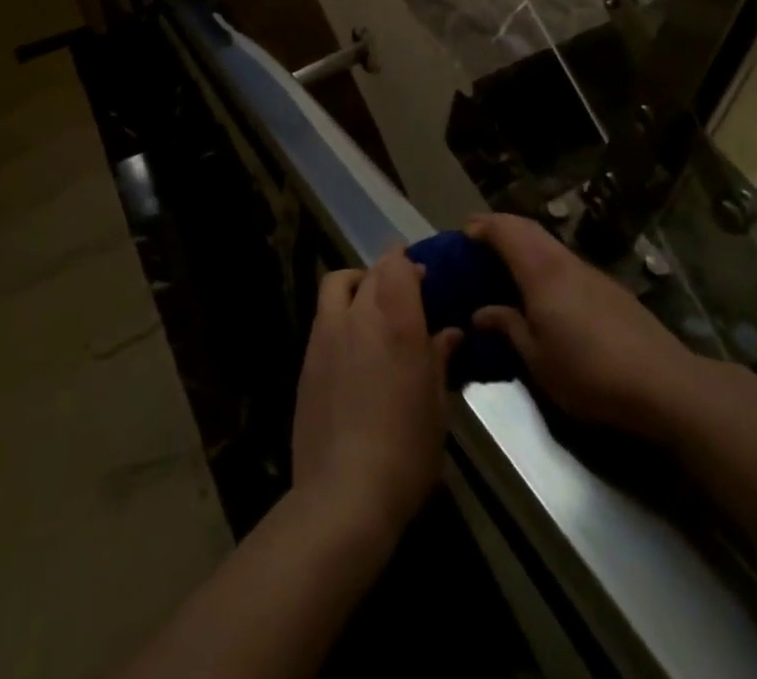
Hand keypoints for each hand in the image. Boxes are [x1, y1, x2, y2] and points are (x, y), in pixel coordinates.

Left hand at [291, 248, 462, 543]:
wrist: (343, 493)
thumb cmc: (406, 450)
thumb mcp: (436, 406)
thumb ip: (439, 359)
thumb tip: (449, 332)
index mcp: (396, 320)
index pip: (397, 265)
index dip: (408, 263)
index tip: (422, 275)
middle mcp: (358, 315)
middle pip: (370, 272)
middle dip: (387, 272)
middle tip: (404, 291)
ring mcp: (326, 333)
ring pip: (337, 284)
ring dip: (356, 284)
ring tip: (371, 306)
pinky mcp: (306, 357)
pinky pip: (323, 315)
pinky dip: (339, 312)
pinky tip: (352, 342)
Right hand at [468, 214, 703, 435]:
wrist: (664, 384)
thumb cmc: (589, 372)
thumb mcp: (537, 359)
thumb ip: (508, 328)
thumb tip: (481, 313)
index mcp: (540, 272)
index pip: (505, 231)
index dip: (482, 226)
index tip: (462, 234)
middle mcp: (564, 261)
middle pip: (528, 228)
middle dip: (500, 227)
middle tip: (478, 241)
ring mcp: (590, 272)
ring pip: (549, 242)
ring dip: (524, 242)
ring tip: (506, 264)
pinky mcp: (610, 288)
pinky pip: (565, 260)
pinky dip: (544, 259)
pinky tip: (544, 288)